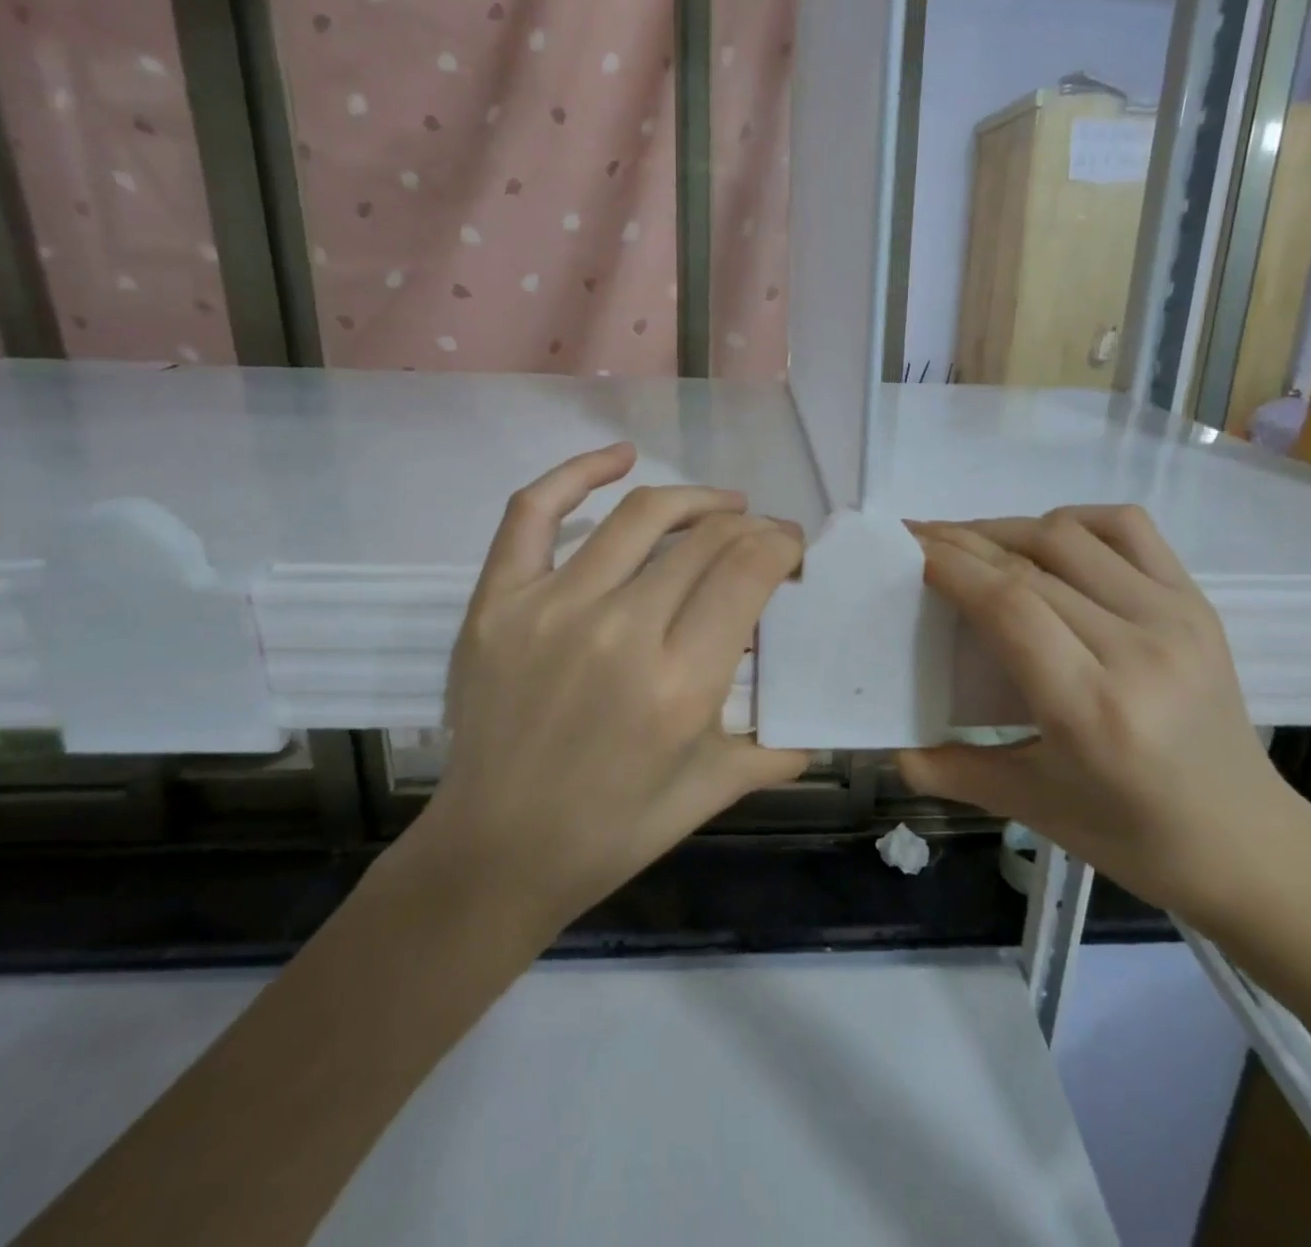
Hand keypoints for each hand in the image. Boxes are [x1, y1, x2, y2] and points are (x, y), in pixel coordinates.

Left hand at [396, 443, 806, 937]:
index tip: (792, 549)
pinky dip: (578, 472)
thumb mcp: (708, 792)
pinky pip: (534, 512)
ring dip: (696, 499)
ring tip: (721, 505)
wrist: (494, 854)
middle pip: (706, 539)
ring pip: (641, 515)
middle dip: (751, 526)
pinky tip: (620, 456)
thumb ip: (773, 749)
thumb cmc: (611, 831)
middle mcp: (620, 631)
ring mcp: (551, 608)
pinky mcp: (497, 601)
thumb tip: (816, 724)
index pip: (749, 570)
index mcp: (680, 684)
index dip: (782, 544)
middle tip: (763, 536)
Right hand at [901, 508, 1306, 928]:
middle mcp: (1137, 649)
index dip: (951, 565)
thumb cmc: (1132, 835)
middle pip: (1030, 564)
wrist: (1247, 842)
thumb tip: (892, 750)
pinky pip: (1127, 529)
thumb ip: (954, 771)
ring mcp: (1174, 618)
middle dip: (963, 542)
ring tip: (970, 542)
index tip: (907, 548)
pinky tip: (1045, 539)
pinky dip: (1074, 521)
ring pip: (1070, 536)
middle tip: (918, 538)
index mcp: (1092, 709)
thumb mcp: (1033, 807)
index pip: (1008, 605)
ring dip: (1008, 528)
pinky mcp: (1196, 603)